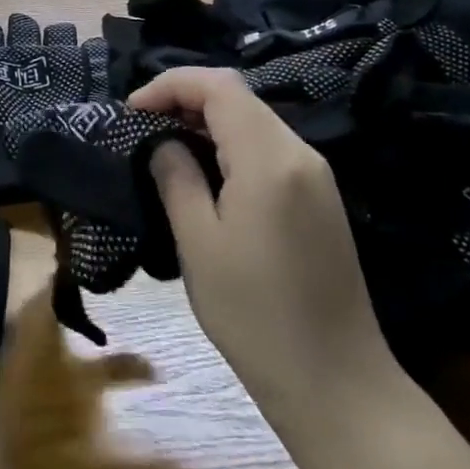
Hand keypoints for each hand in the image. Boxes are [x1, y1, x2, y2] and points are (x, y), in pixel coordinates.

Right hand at [129, 68, 392, 418]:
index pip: (218, 85)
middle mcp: (299, 152)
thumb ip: (176, 178)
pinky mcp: (321, 197)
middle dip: (186, 99)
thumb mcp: (198, 244)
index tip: (133, 111)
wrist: (337, 384)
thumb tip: (163, 142)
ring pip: (254, 120)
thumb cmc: (256, 315)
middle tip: (143, 127)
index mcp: (268, 157)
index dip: (170, 85)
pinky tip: (208, 174)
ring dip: (208, 121)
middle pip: (238, 96)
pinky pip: (269, 148)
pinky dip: (232, 144)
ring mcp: (316, 174)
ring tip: (166, 147)